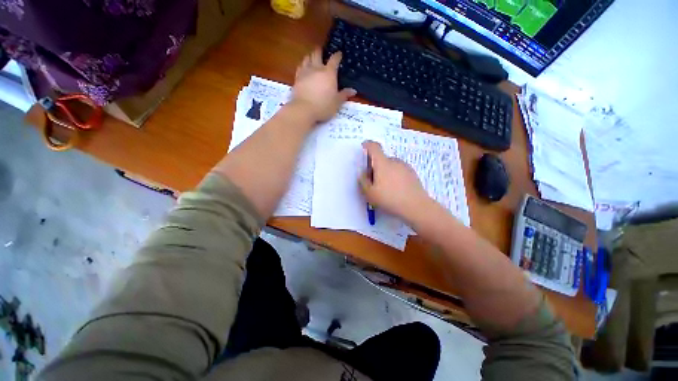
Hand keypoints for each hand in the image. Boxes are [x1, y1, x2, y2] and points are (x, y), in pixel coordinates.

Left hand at [291, 48, 356, 122]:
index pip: (334, 60)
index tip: (339, 54)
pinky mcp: (297, 78)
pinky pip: (299, 67)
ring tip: (312, 58)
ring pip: (307, 58)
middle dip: (320, 51)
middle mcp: (317, 69)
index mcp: (329, 73)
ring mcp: (305, 72)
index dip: (337, 55)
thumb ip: (344, 95)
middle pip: (317, 54)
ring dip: (310, 56)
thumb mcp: (337, 102)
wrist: (304, 109)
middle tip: (322, 51)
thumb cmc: (324, 106)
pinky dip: (302, 65)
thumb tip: (353, 90)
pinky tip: (303, 68)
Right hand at [358, 141, 433, 222]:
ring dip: (385, 171)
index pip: (374, 147)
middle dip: (375, 166)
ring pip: (391, 165)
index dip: (367, 145)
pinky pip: (399, 170)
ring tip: (385, 188)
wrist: (416, 207)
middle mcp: (394, 161)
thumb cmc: (389, 199)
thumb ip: (363, 181)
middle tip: (373, 181)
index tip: (363, 148)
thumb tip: (362, 173)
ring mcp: (405, 166)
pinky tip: (396, 189)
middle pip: (382, 158)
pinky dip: (394, 175)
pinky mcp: (412, 173)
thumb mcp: (370, 193)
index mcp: (382, 163)